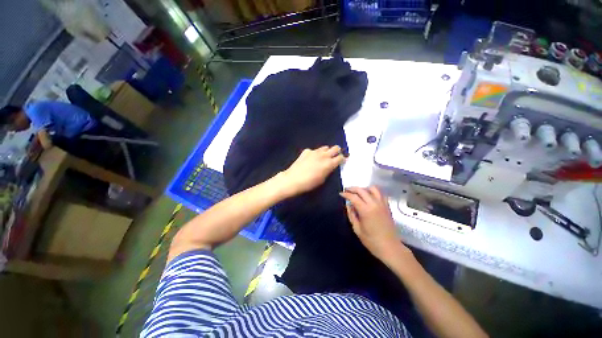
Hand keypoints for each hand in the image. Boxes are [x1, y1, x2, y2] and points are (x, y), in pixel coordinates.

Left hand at [279, 146, 344, 196]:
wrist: (293, 179)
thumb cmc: (309, 183)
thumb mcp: (323, 179)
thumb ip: (328, 171)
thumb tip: (330, 167)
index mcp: (329, 164)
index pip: (341, 157)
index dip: (343, 159)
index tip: (342, 161)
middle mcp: (324, 155)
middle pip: (335, 148)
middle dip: (337, 151)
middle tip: (335, 156)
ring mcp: (314, 151)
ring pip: (325, 147)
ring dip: (326, 151)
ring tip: (323, 157)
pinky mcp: (306, 151)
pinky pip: (314, 150)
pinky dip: (315, 153)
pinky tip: (311, 159)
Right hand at [340, 186, 408, 262]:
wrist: (388, 245)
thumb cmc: (371, 241)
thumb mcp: (358, 230)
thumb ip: (352, 216)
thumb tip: (349, 206)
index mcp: (366, 210)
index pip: (354, 197)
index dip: (346, 194)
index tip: (341, 194)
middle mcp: (375, 203)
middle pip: (363, 190)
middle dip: (353, 189)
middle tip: (347, 191)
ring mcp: (382, 203)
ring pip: (373, 189)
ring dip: (364, 188)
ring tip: (359, 193)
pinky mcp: (387, 206)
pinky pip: (380, 194)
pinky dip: (373, 192)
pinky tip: (370, 197)